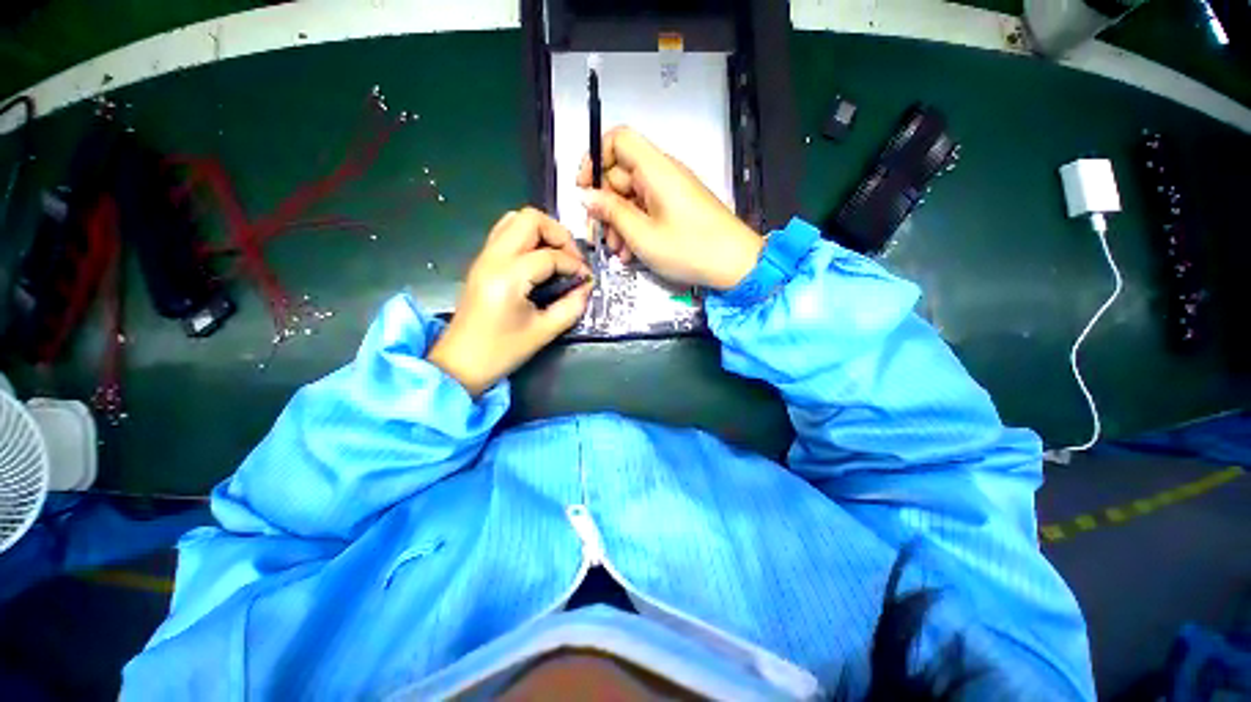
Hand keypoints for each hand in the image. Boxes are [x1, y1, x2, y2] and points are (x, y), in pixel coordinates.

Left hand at [427, 208, 590, 395]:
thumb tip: (586, 288)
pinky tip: (541, 262)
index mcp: (508, 277)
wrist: (459, 363)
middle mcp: (493, 258)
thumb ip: (571, 307)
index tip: (586, 279)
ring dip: (543, 233)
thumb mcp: (543, 332)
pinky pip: (506, 233)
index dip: (574, 264)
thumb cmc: (501, 352)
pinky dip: (528, 238)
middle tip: (572, 259)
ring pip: (515, 220)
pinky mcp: (482, 262)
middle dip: (559, 234)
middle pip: (530, 219)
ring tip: (558, 257)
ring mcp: (484, 257)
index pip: (549, 255)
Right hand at [577, 126, 763, 290]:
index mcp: (655, 169)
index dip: (595, 158)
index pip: (617, 139)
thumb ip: (611, 212)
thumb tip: (586, 196)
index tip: (583, 189)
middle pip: (621, 174)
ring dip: (619, 223)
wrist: (735, 265)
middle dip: (605, 206)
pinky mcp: (677, 209)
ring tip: (617, 253)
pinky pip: (647, 211)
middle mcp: (662, 174)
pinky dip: (636, 229)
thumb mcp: (643, 235)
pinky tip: (631, 254)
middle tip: (599, 236)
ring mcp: (671, 192)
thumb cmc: (689, 249)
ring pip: (632, 198)